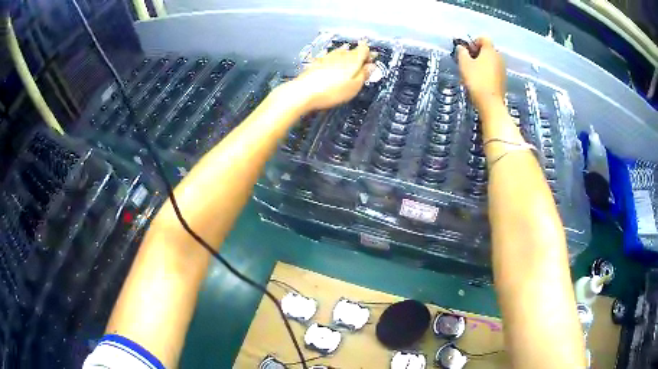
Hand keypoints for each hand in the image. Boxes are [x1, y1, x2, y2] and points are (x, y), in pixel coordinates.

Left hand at [287, 40, 372, 111]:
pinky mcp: (317, 63)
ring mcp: (327, 57)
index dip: (369, 54)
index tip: (372, 59)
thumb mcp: (354, 86)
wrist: (304, 92)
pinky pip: (330, 57)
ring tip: (349, 55)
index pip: (364, 50)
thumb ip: (364, 75)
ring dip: (346, 54)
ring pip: (340, 52)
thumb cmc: (332, 91)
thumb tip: (371, 66)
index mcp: (353, 60)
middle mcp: (340, 55)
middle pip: (353, 51)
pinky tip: (333, 60)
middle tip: (363, 61)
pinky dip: (334, 58)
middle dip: (359, 54)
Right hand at [457, 38, 506, 113]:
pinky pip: (494, 71)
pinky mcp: (503, 80)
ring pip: (491, 61)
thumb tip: (461, 47)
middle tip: (468, 62)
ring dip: (482, 63)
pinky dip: (487, 72)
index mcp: (490, 50)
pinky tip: (480, 81)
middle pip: (488, 50)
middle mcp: (499, 57)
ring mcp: (502, 69)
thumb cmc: (476, 80)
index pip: (483, 38)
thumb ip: (461, 52)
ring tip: (473, 72)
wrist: (490, 103)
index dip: (473, 42)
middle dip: (478, 53)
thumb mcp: (464, 64)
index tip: (467, 51)